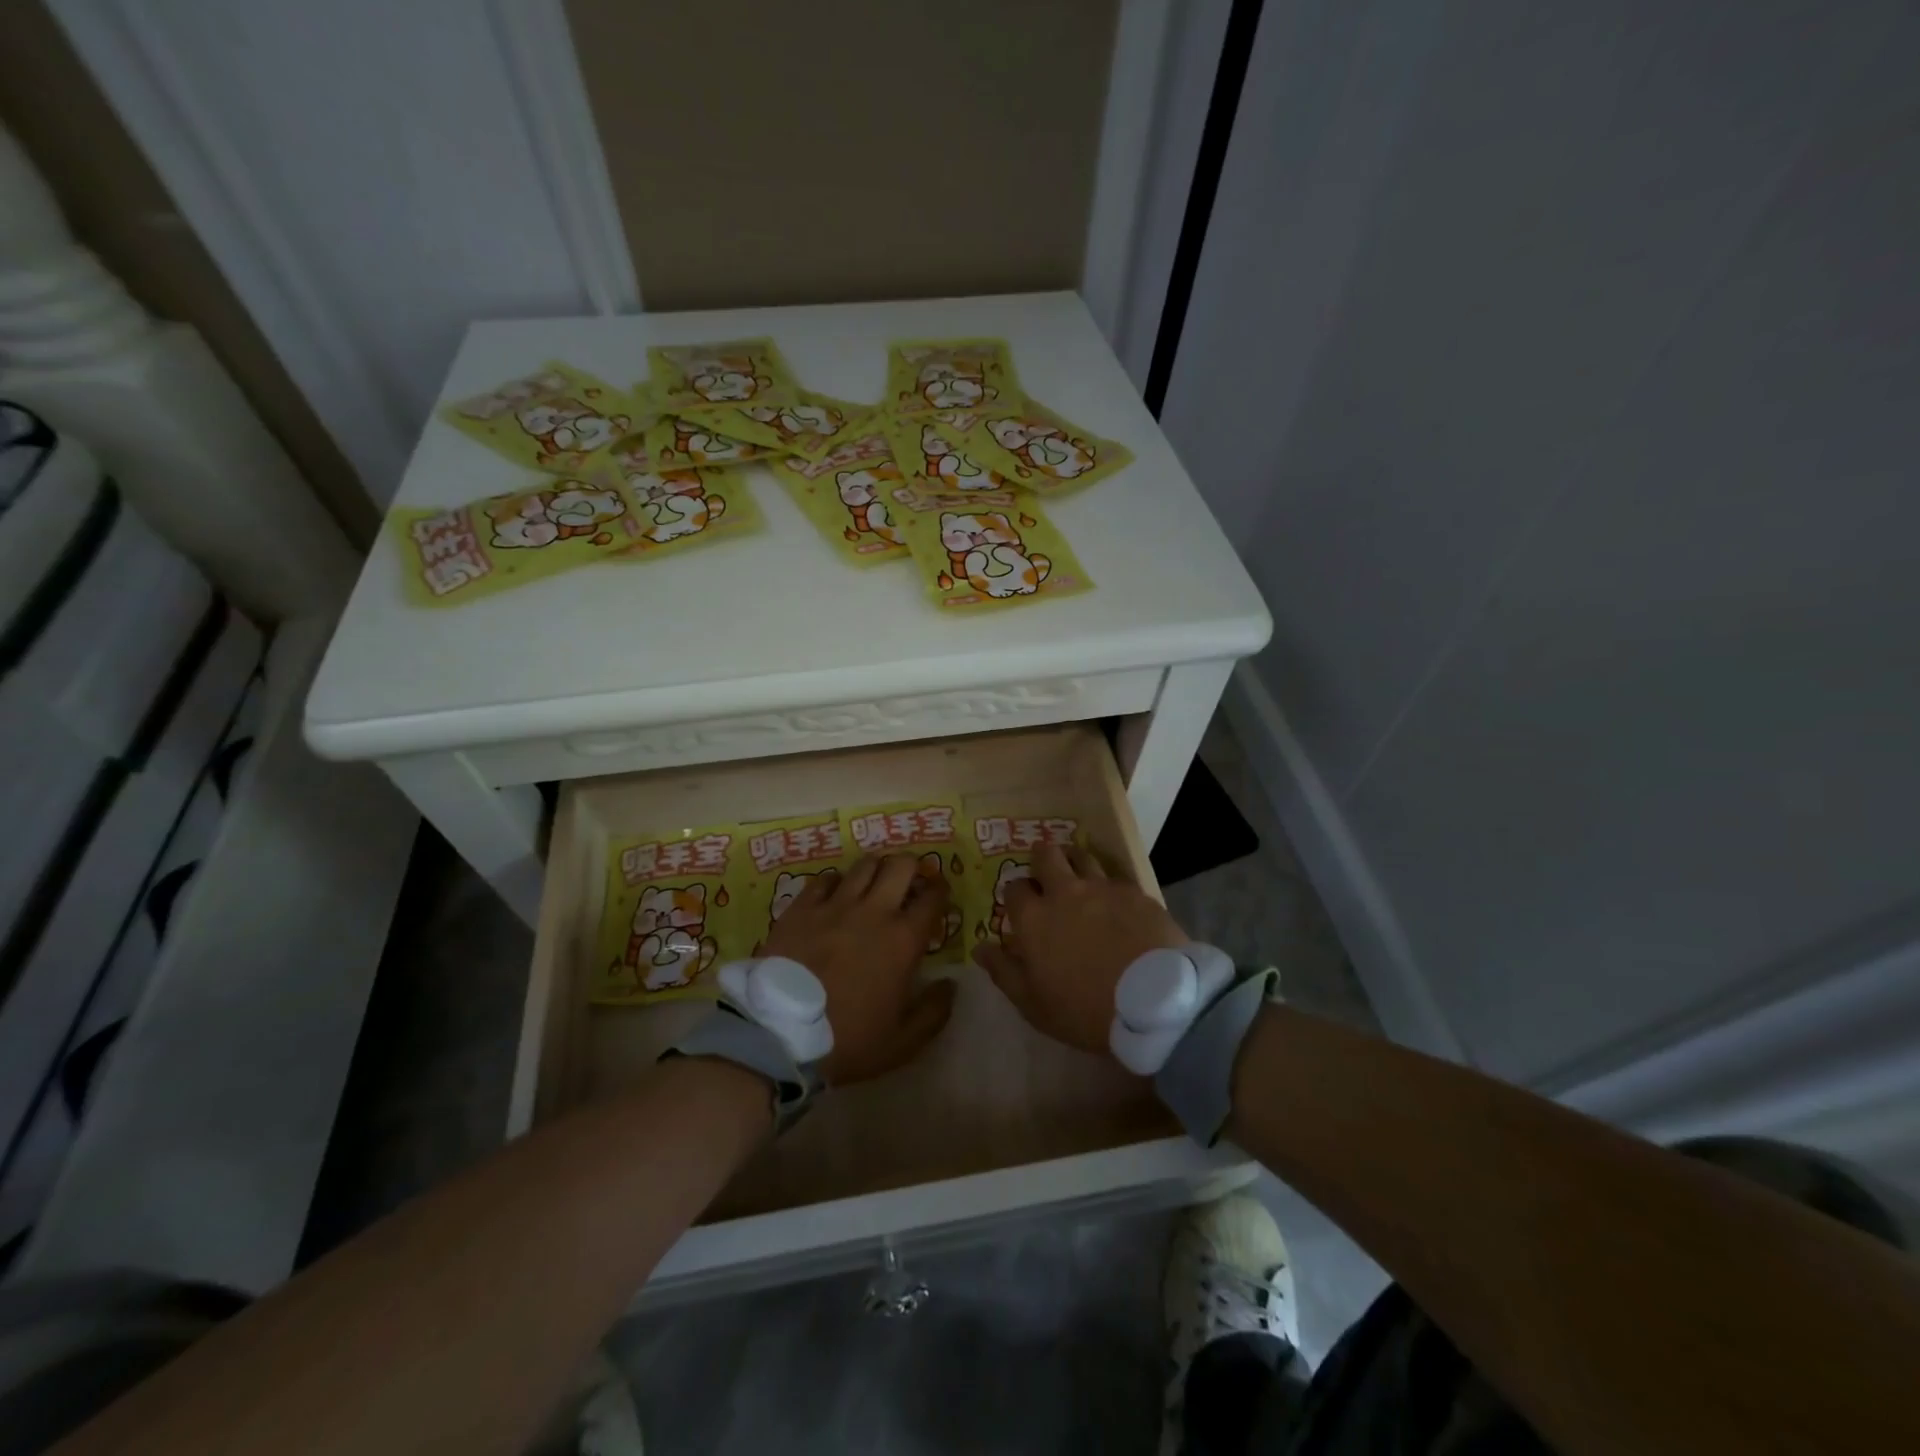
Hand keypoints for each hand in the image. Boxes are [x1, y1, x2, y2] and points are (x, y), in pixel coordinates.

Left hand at [763, 854, 955, 1084]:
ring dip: (876, 869)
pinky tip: (834, 894)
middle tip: (909, 881)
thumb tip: (951, 984)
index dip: (940, 891)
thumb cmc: (848, 1041)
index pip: (932, 898)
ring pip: (864, 865)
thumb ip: (934, 1011)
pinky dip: (836, 882)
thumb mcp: (903, 1042)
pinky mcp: (801, 908)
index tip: (938, 896)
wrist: (780, 1035)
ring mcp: (834, 905)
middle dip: (912, 867)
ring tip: (874, 882)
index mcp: (903, 940)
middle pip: (900, 866)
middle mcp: (873, 911)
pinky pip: (824, 879)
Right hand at [973, 844, 1187, 1058]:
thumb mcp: (1034, 1005)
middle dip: (1042, 858)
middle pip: (1047, 855)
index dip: (1015, 894)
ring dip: (1075, 861)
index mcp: (1034, 918)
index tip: (1021, 905)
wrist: (1154, 1003)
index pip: (1014, 888)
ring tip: (1079, 873)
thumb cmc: (1085, 1010)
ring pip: (1083, 856)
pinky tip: (1117, 900)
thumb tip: (980, 947)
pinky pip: (1116, 878)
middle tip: (1046, 870)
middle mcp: (1065, 892)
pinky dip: (1110, 884)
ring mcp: (1103, 888)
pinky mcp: (1135, 892)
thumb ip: (1004, 972)